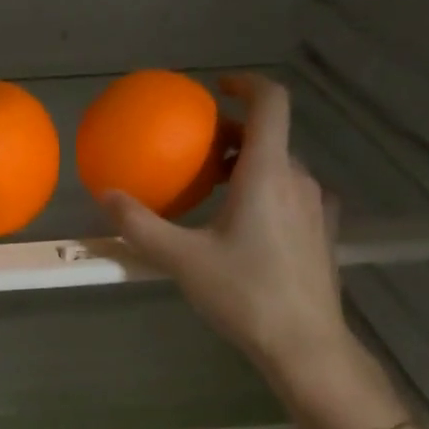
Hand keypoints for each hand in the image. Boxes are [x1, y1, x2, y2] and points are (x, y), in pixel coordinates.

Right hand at [102, 73, 356, 393]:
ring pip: (282, 169)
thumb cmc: (243, 294)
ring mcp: (316, 208)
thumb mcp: (182, 260)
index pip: (270, 102)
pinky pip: (293, 197)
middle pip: (271, 138)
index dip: (246, 84)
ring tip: (215, 193)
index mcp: (267, 173)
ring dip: (248, 168)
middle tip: (198, 153)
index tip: (218, 89)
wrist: (303, 344)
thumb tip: (106, 196)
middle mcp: (298, 180)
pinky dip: (267, 194)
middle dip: (234, 136)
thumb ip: (141, 226)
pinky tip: (247, 227)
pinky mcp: (322, 234)